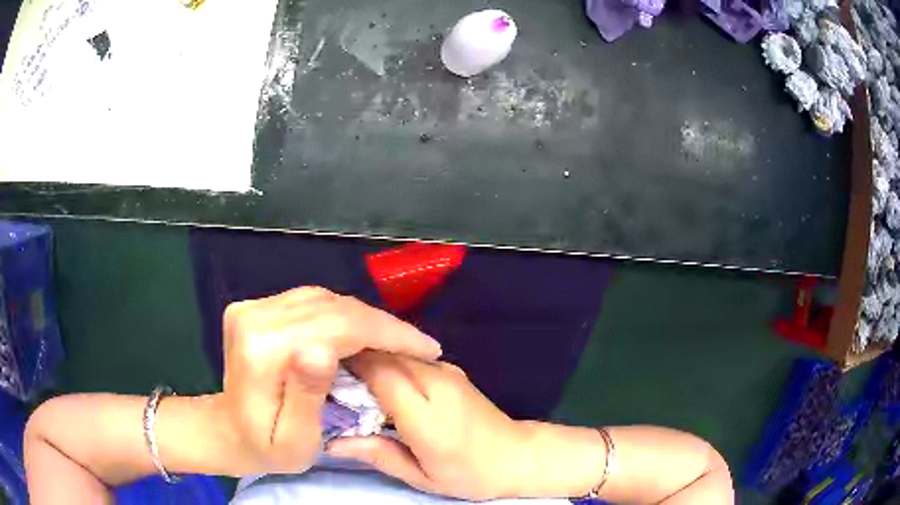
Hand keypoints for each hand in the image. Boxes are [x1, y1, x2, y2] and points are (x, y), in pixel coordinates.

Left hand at [215, 287, 441, 475]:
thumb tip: (324, 348)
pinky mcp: (255, 308)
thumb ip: (307, 395)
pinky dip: (341, 314)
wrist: (228, 430)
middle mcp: (254, 317)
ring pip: (324, 298)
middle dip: (382, 325)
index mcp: (262, 350)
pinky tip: (359, 333)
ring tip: (394, 341)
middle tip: (418, 346)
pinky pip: (310, 301)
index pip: (337, 326)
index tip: (427, 348)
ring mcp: (252, 308)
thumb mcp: (294, 440)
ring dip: (364, 318)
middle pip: (333, 307)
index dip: (388, 333)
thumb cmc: (266, 448)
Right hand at [327, 351, 530, 500]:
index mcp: (425, 413)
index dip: (347, 366)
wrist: (517, 456)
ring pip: (397, 350)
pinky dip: (388, 360)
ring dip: (370, 356)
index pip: (379, 373)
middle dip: (354, 356)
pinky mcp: (452, 370)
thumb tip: (332, 443)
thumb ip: (378, 455)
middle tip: (326, 372)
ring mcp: (447, 371)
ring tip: (345, 373)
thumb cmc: (468, 474)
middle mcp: (436, 381)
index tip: (320, 372)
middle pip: (386, 354)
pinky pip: (411, 356)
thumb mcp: (421, 476)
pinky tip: (376, 378)